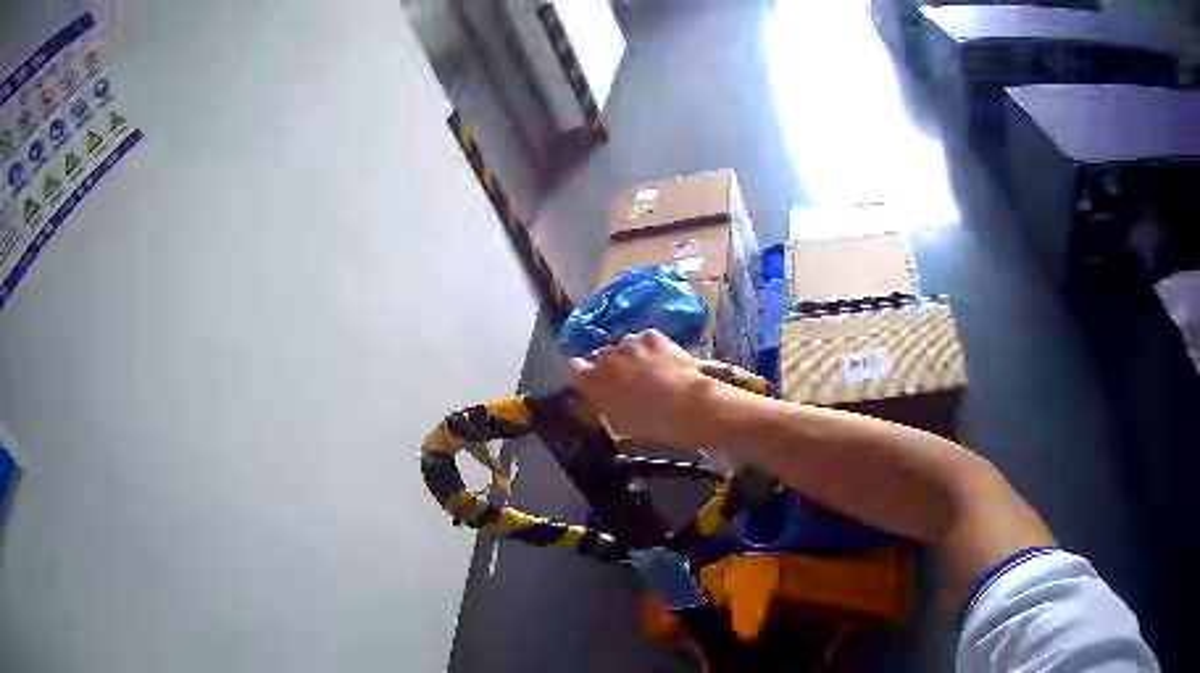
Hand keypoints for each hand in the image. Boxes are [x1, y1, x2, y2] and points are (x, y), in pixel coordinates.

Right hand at [568, 329, 712, 445]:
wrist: (682, 405)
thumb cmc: (648, 423)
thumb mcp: (619, 426)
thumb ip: (607, 409)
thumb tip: (608, 406)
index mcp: (591, 381)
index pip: (575, 369)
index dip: (585, 375)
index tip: (595, 383)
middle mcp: (605, 356)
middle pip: (603, 357)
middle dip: (613, 366)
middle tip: (630, 382)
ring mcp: (629, 343)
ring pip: (626, 346)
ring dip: (634, 356)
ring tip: (652, 371)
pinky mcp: (652, 336)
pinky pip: (648, 341)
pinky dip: (654, 348)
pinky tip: (666, 361)